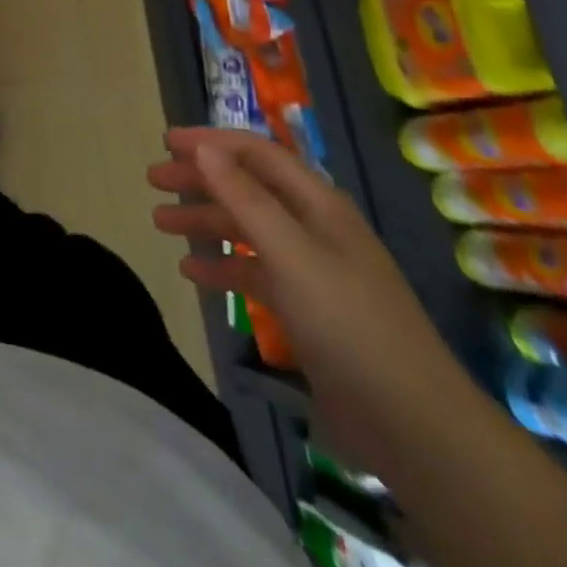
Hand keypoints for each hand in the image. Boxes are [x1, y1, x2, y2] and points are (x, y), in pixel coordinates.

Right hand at [148, 128, 479, 479]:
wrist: (413, 424)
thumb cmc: (349, 325)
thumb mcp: (292, 255)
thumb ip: (246, 199)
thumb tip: (205, 148)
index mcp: (317, 204)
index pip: (257, 153)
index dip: (211, 142)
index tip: (165, 142)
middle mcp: (313, 226)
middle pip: (248, 187)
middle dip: (200, 179)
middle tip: (153, 179)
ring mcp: (311, 268)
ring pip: (247, 229)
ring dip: (205, 220)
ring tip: (160, 223)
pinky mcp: (306, 307)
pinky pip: (254, 271)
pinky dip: (223, 265)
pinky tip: (192, 271)